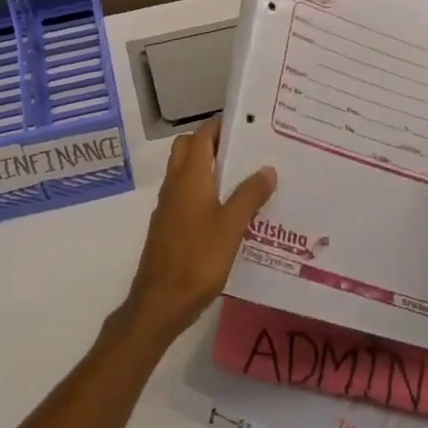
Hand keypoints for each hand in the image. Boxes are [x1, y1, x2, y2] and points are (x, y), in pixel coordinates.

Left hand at [119, 118, 276, 344]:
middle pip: (190, 148)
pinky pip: (188, 193)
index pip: (202, 135)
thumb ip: (249, 195)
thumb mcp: (231, 227)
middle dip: (215, 143)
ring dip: (211, 168)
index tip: (249, 126)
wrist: (160, 302)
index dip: (222, 126)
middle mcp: (176, 183)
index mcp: (190, 176)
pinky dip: (206, 190)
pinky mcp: (170, 224)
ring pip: (188, 171)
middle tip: (247, 151)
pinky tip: (231, 210)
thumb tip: (267, 168)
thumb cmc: (197, 259)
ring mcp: (170, 204)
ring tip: (246, 178)